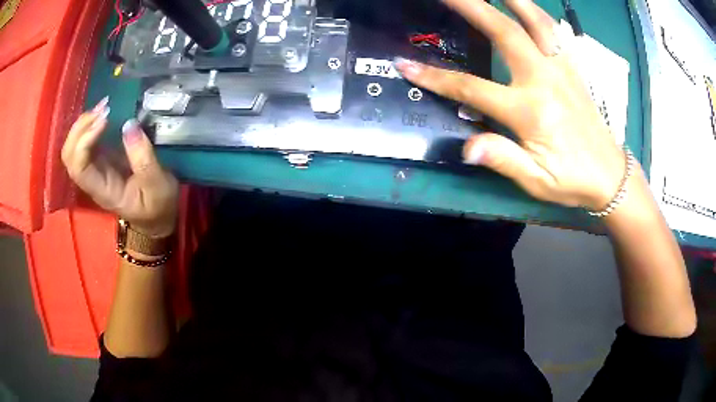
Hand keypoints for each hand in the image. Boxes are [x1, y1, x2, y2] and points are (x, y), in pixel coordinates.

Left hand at [62, 98, 178, 236]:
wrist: (156, 217)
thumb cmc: (157, 205)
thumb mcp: (157, 185)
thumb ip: (143, 158)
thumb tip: (128, 124)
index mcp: (103, 190)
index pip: (79, 167)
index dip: (85, 141)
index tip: (105, 120)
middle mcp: (92, 179)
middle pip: (70, 155)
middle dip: (81, 128)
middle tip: (103, 109)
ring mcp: (95, 168)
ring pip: (74, 146)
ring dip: (84, 123)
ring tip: (104, 106)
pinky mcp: (101, 158)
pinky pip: (85, 140)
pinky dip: (91, 123)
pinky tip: (104, 111)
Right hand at [395, 0, 625, 210]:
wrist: (611, 177)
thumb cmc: (572, 180)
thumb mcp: (536, 181)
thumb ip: (503, 159)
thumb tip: (467, 146)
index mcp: (531, 111)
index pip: (473, 89)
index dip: (436, 78)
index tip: (406, 64)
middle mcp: (545, 80)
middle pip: (504, 32)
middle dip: (472, 7)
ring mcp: (562, 69)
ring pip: (535, 21)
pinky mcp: (573, 68)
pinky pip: (554, 31)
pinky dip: (537, 13)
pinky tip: (525, 6)